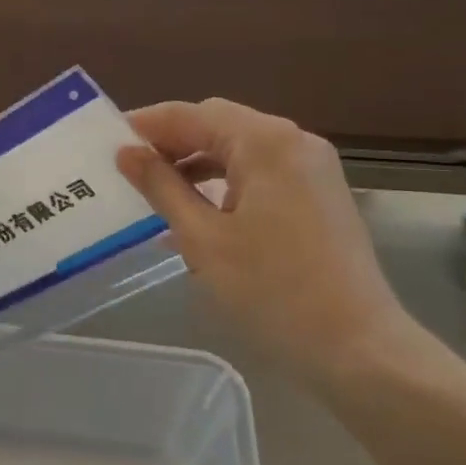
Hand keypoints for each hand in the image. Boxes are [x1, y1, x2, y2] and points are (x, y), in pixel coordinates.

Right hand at [117, 99, 406, 378]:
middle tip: (126, 166)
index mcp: (265, 142)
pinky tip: (196, 208)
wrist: (360, 350)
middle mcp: (293, 141)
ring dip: (196, 162)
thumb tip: (126, 152)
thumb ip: (161, 186)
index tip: (105, 141)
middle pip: (217, 124)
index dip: (146, 125)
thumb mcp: (202, 238)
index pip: (191, 114)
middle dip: (170, 142)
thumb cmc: (273, 292)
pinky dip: (224, 181)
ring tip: (153, 190)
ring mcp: (312, 167)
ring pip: (239, 148)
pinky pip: (260, 172)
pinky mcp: (319, 194)